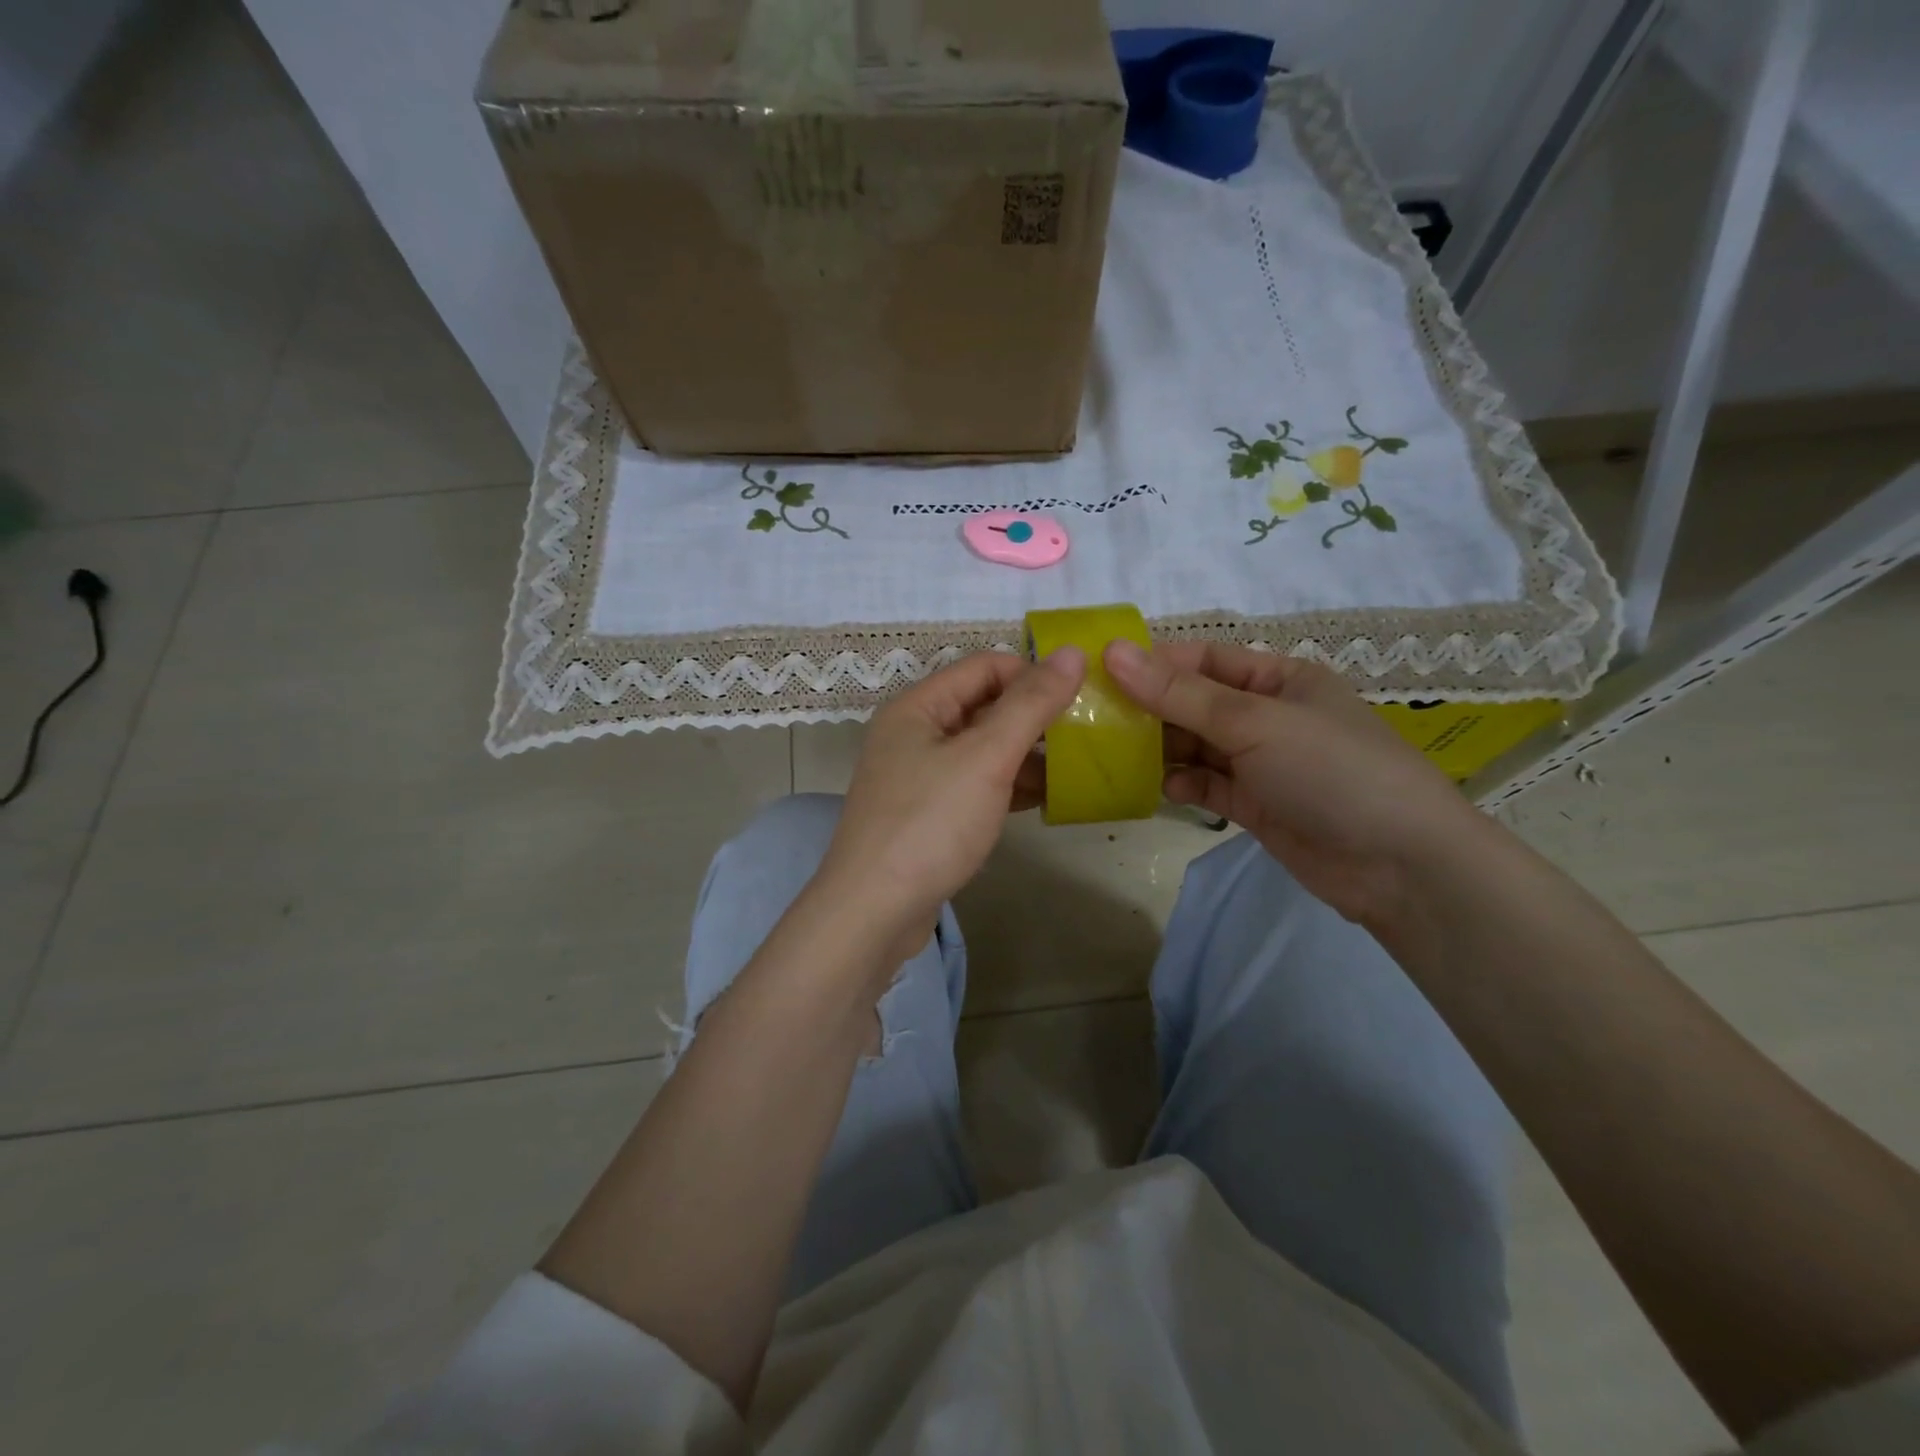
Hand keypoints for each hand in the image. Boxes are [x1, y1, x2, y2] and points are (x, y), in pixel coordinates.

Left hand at [819, 648, 1086, 959]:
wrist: (873, 911)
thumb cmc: (929, 824)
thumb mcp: (986, 758)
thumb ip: (1030, 704)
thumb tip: (1073, 652)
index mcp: (919, 706)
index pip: (985, 667)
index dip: (1033, 673)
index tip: (1081, 696)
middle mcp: (915, 733)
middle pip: (985, 706)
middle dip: (1035, 716)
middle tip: (1088, 733)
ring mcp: (920, 776)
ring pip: (983, 749)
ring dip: (1027, 754)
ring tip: (1079, 767)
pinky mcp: (929, 813)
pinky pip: (977, 784)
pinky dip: (1009, 785)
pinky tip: (1047, 798)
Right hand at [1103, 639, 1477, 927]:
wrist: (1400, 866)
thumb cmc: (1331, 771)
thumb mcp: (1253, 722)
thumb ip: (1180, 694)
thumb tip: (1114, 652)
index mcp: (1279, 678)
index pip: (1205, 658)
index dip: (1155, 662)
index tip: (1101, 672)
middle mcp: (1268, 715)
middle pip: (1195, 702)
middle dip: (1151, 709)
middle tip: (1096, 719)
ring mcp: (1262, 762)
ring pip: (1196, 746)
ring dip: (1161, 750)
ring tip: (1117, 756)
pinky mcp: (1256, 804)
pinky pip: (1207, 784)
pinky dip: (1183, 785)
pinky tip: (1165, 790)